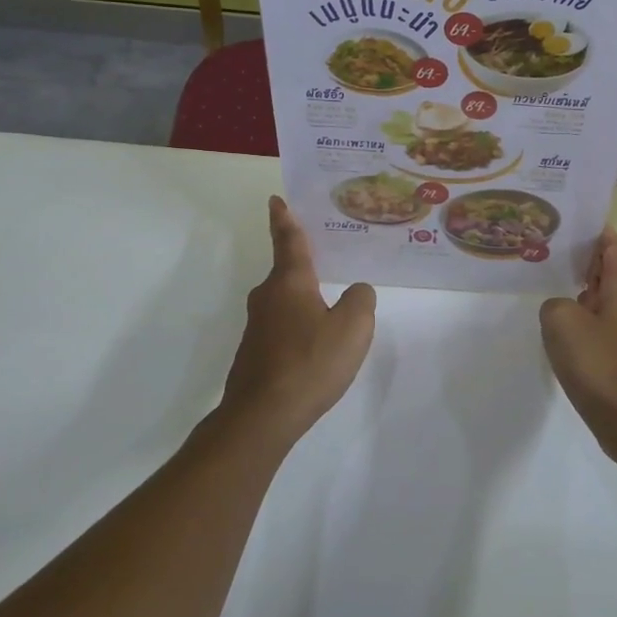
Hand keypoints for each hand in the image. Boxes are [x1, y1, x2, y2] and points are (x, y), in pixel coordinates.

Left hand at [217, 196, 376, 452]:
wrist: (262, 416)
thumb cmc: (309, 363)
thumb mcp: (353, 328)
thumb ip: (361, 300)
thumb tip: (357, 291)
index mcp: (290, 282)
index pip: (289, 240)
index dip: (285, 219)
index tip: (276, 200)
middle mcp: (268, 297)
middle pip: (288, 271)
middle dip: (305, 263)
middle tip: (329, 255)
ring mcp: (257, 326)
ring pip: (286, 301)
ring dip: (305, 298)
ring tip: (331, 305)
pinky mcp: (255, 352)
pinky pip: (283, 326)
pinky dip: (299, 325)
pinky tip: (316, 344)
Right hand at [540, 230, 616, 460]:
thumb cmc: (601, 367)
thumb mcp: (562, 323)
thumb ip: (555, 304)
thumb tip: (563, 310)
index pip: (616, 247)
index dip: (598, 232)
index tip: (575, 225)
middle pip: (612, 274)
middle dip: (586, 264)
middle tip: (553, 259)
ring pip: (608, 303)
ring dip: (585, 297)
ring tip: (554, 296)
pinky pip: (607, 330)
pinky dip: (588, 325)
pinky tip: (567, 339)